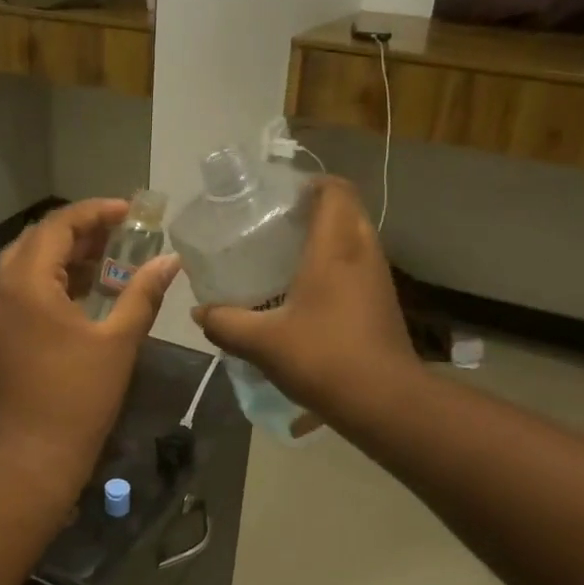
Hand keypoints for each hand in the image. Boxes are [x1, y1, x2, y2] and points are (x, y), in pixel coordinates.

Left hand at [0, 199, 179, 496]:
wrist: (24, 461)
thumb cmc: (75, 400)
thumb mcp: (117, 344)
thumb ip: (142, 294)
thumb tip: (170, 261)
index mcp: (24, 282)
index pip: (58, 225)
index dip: (96, 213)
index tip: (130, 213)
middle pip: (37, 240)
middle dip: (80, 233)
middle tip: (121, 237)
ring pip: (24, 266)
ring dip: (63, 258)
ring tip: (106, 262)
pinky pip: (16, 292)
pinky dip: (47, 284)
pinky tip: (79, 296)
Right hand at [193, 177, 414, 418]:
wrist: (385, 402)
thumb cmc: (324, 358)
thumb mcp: (262, 342)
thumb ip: (226, 323)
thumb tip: (198, 313)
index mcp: (337, 247)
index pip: (335, 190)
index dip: (310, 182)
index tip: (278, 194)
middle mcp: (363, 252)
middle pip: (345, 209)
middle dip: (313, 208)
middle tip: (274, 222)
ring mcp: (378, 278)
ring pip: (354, 238)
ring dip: (326, 237)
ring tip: (284, 253)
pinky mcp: (382, 302)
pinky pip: (358, 265)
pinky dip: (335, 264)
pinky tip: (305, 291)